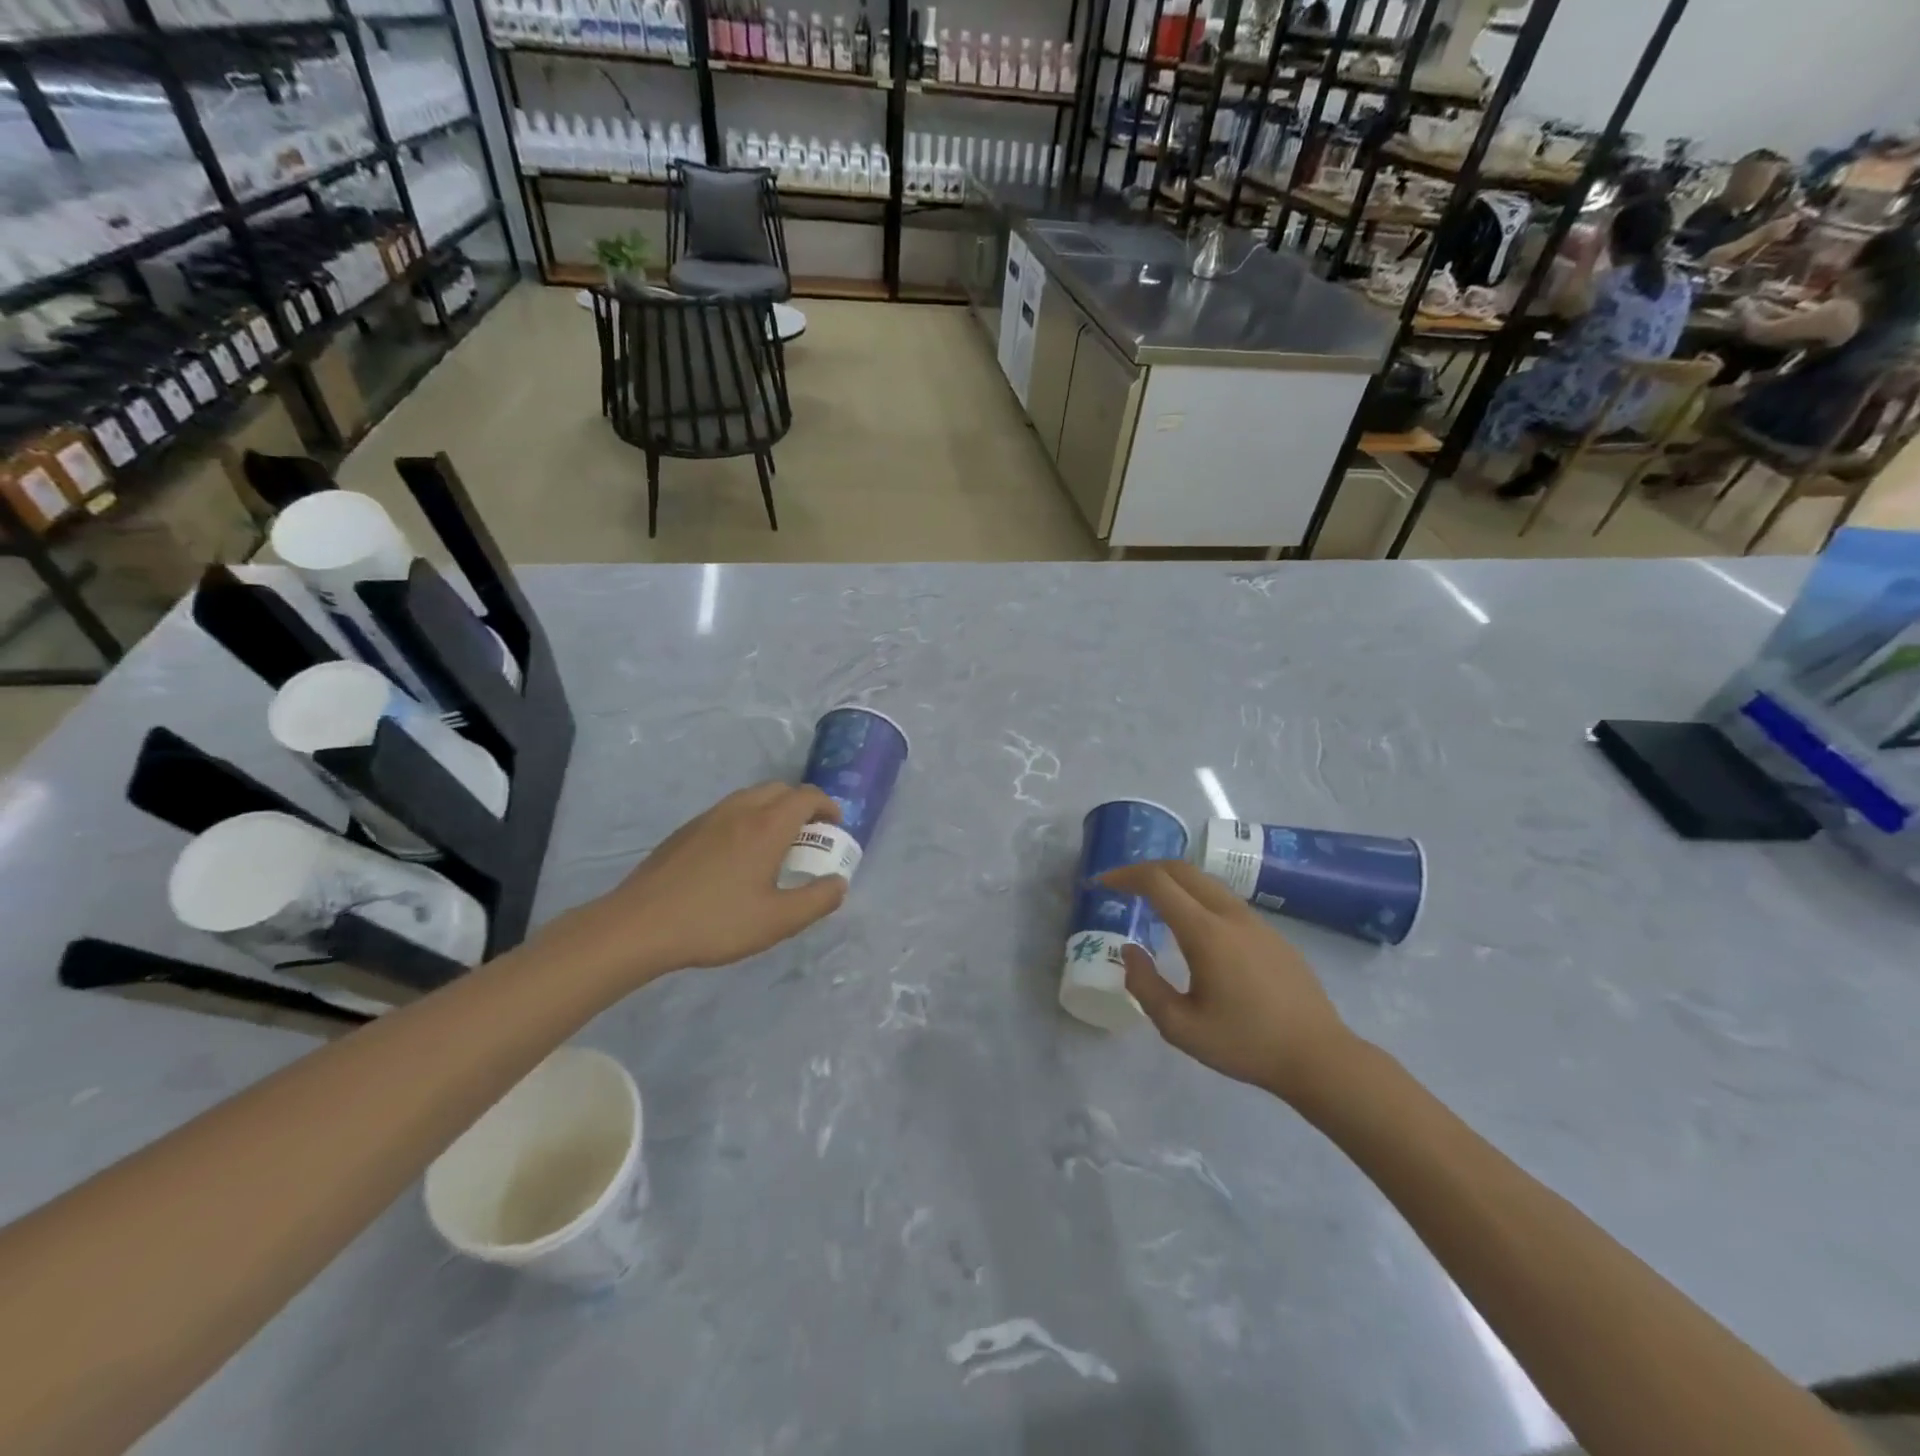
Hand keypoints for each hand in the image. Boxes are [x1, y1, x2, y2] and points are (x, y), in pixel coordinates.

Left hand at [539, 784, 846, 985]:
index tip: (835, 828)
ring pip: (751, 797)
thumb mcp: (777, 921)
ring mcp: (709, 817)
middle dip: (802, 805)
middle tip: (808, 838)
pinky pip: (728, 812)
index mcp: (767, 825)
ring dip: (772, 811)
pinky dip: (746, 821)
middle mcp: (740, 810)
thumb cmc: (715, 922)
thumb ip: (817, 900)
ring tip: (775, 847)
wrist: (639, 925)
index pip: (807, 797)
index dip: (828, 807)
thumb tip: (839, 883)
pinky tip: (737, 858)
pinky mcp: (685, 831)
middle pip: (780, 789)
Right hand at [1101, 860, 1358, 1103]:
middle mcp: (1231, 915)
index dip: (1124, 876)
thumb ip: (1145, 986)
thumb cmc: (1246, 1044)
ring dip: (1173, 882)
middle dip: (1146, 869)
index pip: (1158, 882)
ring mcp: (1256, 921)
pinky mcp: (1272, 933)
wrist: (1320, 1057)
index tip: (1101, 884)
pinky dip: (1196, 897)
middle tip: (1121, 886)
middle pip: (1182, 869)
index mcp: (1206, 932)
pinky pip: (1225, 900)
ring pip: (1206, 882)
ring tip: (1151, 903)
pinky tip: (1192, 928)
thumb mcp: (1181, 1027)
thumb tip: (1130, 951)